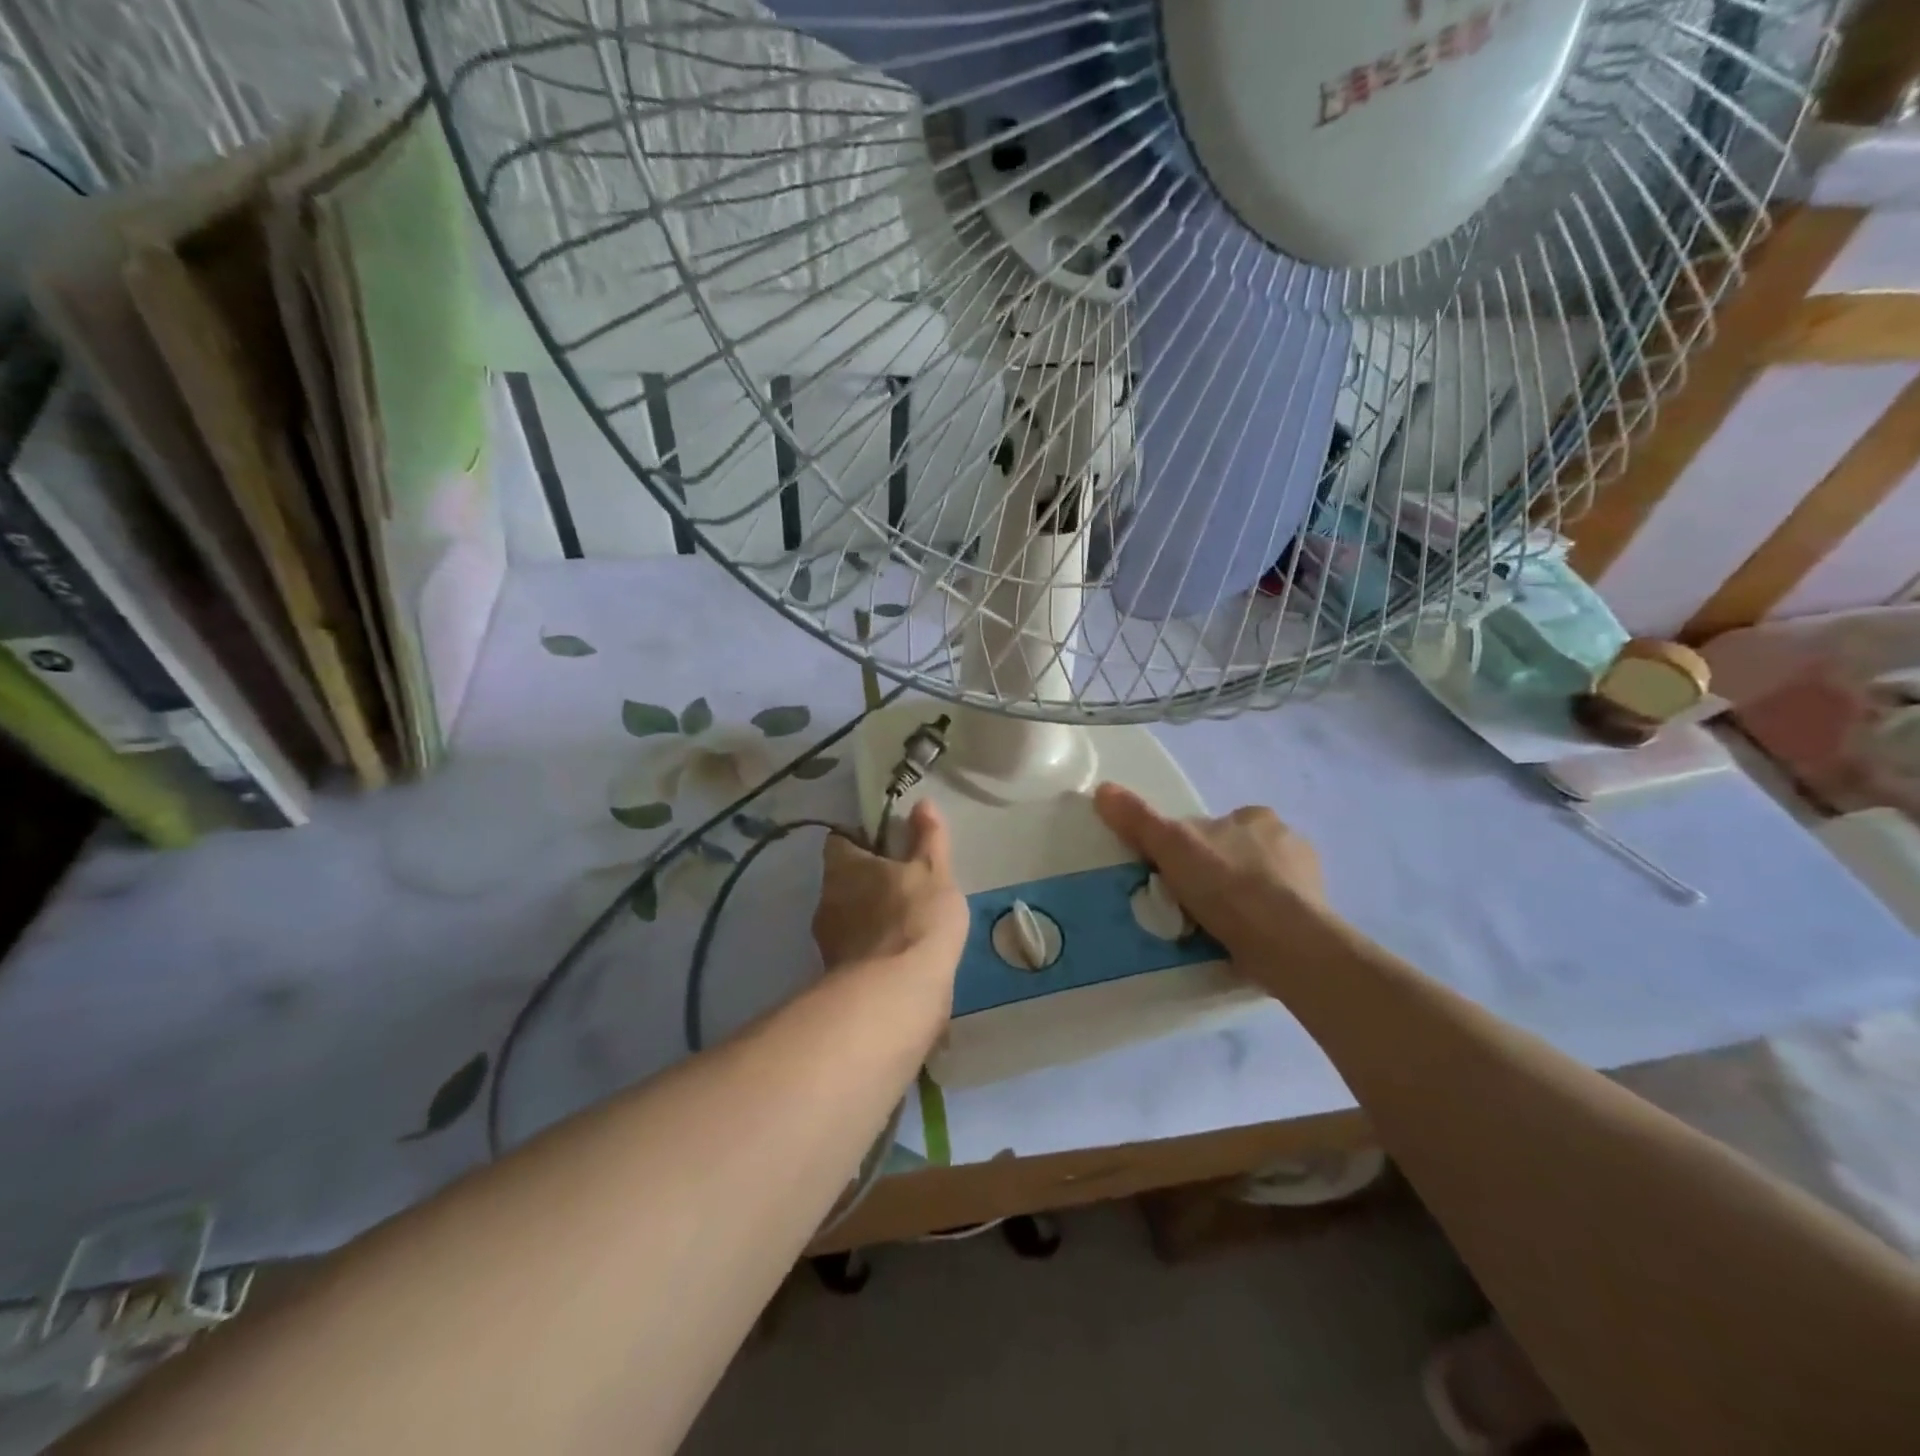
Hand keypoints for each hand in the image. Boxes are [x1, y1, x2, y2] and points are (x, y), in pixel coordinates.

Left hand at [813, 800, 968, 984]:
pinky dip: (874, 951)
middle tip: (904, 883)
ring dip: (870, 918)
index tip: (888, 843)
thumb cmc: (915, 918)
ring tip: (906, 922)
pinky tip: (901, 956)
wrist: (897, 994)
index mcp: (843, 867)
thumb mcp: (932, 871)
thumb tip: (922, 803)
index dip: (861, 839)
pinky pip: (857, 952)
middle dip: (867, 882)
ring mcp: (829, 942)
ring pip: (848, 918)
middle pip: (843, 881)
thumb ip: (928, 838)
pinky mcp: (838, 977)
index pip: (840, 841)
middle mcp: (827, 900)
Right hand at [1093, 783, 1331, 969]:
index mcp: (1257, 817)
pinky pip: (1275, 917)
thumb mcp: (1172, 845)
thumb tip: (1102, 788)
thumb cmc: (1229, 885)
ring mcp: (1307, 882)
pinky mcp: (1316, 920)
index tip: (1174, 873)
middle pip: (1236, 855)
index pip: (1215, 825)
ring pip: (1258, 887)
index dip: (1191, 847)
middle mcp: (1289, 841)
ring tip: (1209, 929)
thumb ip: (1138, 819)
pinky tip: (1236, 944)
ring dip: (1237, 903)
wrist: (1287, 944)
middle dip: (1216, 874)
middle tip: (1187, 903)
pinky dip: (1256, 927)